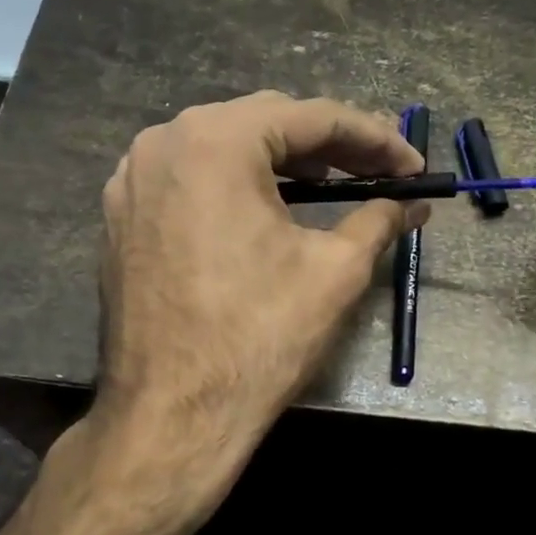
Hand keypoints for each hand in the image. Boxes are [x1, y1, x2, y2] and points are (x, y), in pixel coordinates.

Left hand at [89, 90, 422, 531]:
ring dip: (283, 161)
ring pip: (225, 146)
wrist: (170, 416)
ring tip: (334, 184)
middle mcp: (165, 142)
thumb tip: (413, 203)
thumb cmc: (258, 336)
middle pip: (266, 122)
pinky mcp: (122, 215)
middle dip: (330, 145)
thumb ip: (379, 219)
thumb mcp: (336, 270)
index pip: (313, 117)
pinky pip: (192, 177)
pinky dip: (238, 183)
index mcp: (217, 141)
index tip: (412, 165)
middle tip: (379, 172)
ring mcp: (134, 178)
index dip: (374, 138)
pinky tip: (270, 208)